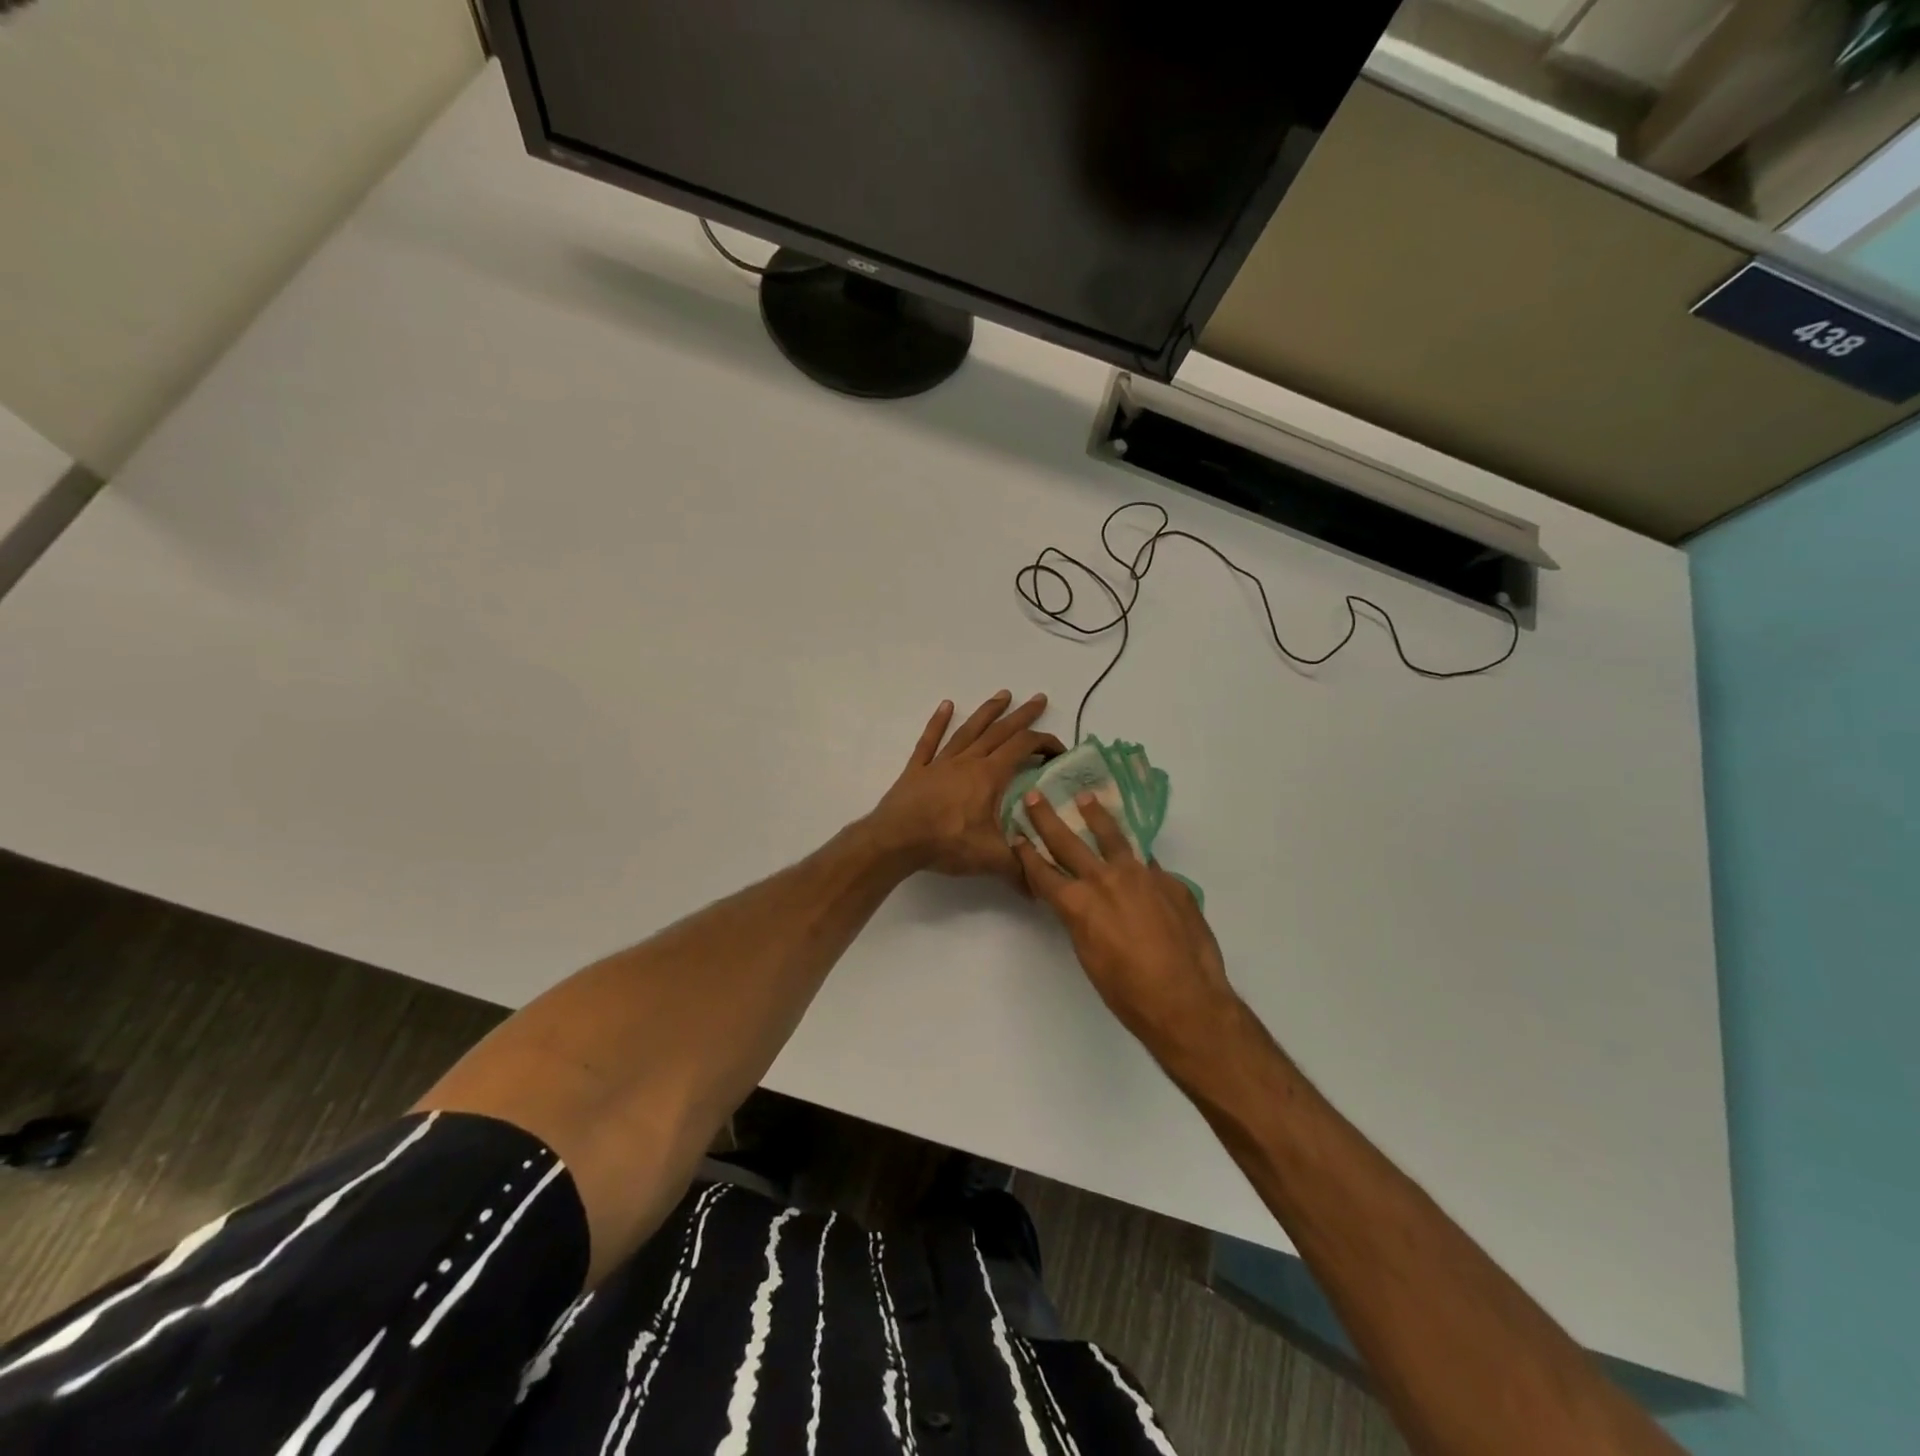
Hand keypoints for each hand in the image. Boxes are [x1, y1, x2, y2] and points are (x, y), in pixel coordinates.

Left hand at [867, 692, 1064, 879]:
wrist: (895, 840)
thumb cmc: (946, 843)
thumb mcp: (991, 858)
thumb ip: (1021, 869)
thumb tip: (1045, 887)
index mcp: (988, 776)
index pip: (1023, 748)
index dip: (1044, 744)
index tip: (1059, 750)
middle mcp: (968, 761)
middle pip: (999, 731)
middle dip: (1022, 715)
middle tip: (1038, 698)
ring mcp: (941, 762)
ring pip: (969, 730)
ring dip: (987, 712)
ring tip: (1003, 694)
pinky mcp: (918, 769)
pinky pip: (930, 741)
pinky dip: (938, 722)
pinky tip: (946, 706)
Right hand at [1013, 791, 1237, 1060]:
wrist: (1185, 999)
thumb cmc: (1127, 993)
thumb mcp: (1089, 956)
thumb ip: (1084, 921)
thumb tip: (1086, 903)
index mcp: (1078, 904)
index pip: (1044, 873)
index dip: (1027, 854)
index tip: (1017, 835)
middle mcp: (1104, 880)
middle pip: (1069, 843)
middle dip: (1047, 819)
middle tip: (1035, 796)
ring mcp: (1140, 876)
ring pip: (1113, 837)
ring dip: (1096, 815)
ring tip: (1086, 798)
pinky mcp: (1169, 881)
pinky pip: (1147, 862)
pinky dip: (1135, 856)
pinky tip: (1135, 854)